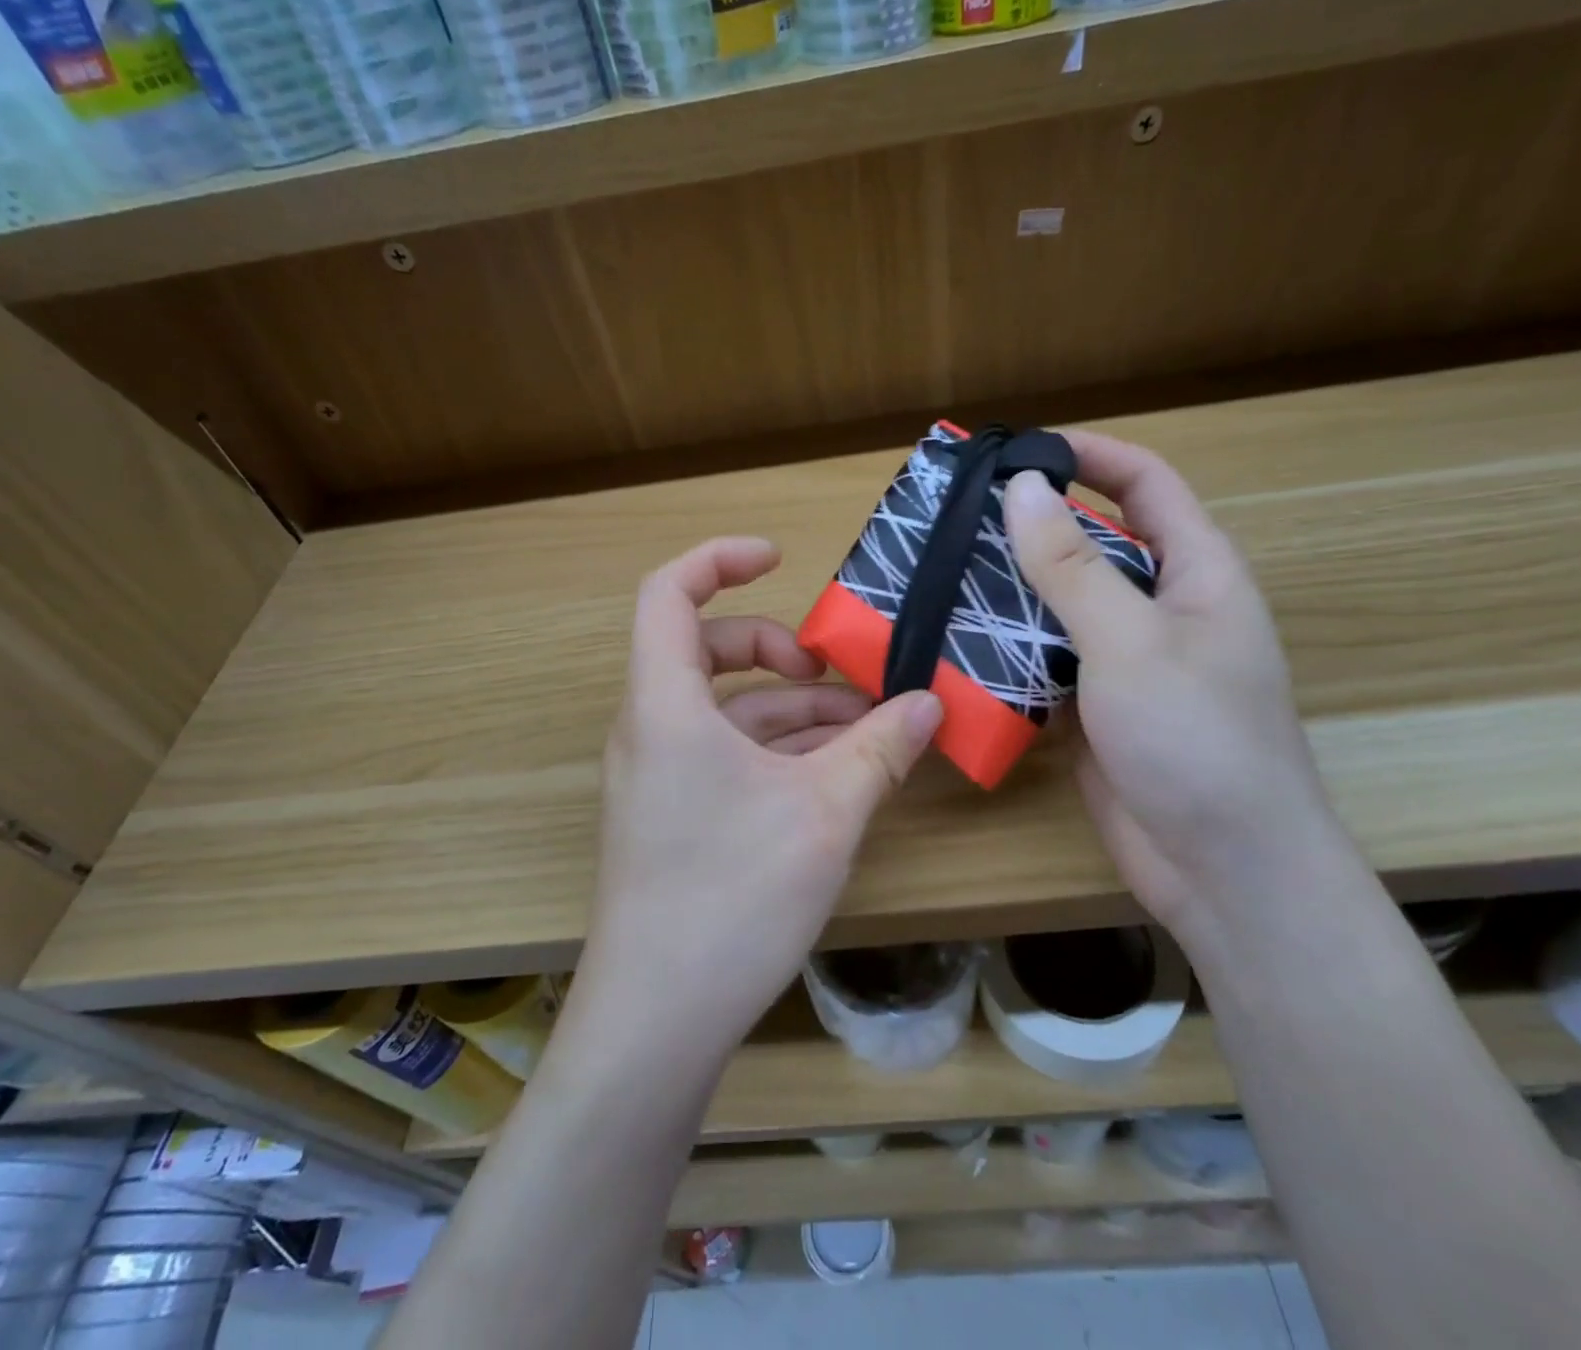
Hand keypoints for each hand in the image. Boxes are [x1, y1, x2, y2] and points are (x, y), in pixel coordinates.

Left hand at [569, 537, 943, 1068]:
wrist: (657, 1022)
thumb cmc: (733, 897)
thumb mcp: (826, 812)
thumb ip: (880, 748)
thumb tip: (931, 703)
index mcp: (664, 704)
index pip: (667, 593)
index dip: (719, 559)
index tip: (779, 558)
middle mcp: (649, 729)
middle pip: (705, 650)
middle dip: (776, 650)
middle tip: (838, 678)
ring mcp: (656, 776)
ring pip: (724, 711)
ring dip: (792, 711)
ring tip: (864, 734)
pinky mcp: (671, 817)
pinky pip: (724, 756)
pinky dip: (776, 751)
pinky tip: (834, 777)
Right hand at [1003, 435, 1347, 955]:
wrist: (1222, 870)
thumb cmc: (1196, 741)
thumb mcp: (1131, 643)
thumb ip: (1074, 567)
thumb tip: (1023, 488)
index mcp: (1197, 573)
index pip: (1145, 485)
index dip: (1089, 455)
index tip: (1017, 451)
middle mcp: (1161, 608)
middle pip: (1093, 543)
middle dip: (1030, 526)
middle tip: (954, 518)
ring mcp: (1125, 660)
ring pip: (1061, 604)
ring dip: (1009, 590)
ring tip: (939, 574)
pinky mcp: (1094, 705)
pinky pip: (1044, 659)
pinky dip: (1006, 648)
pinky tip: (954, 644)